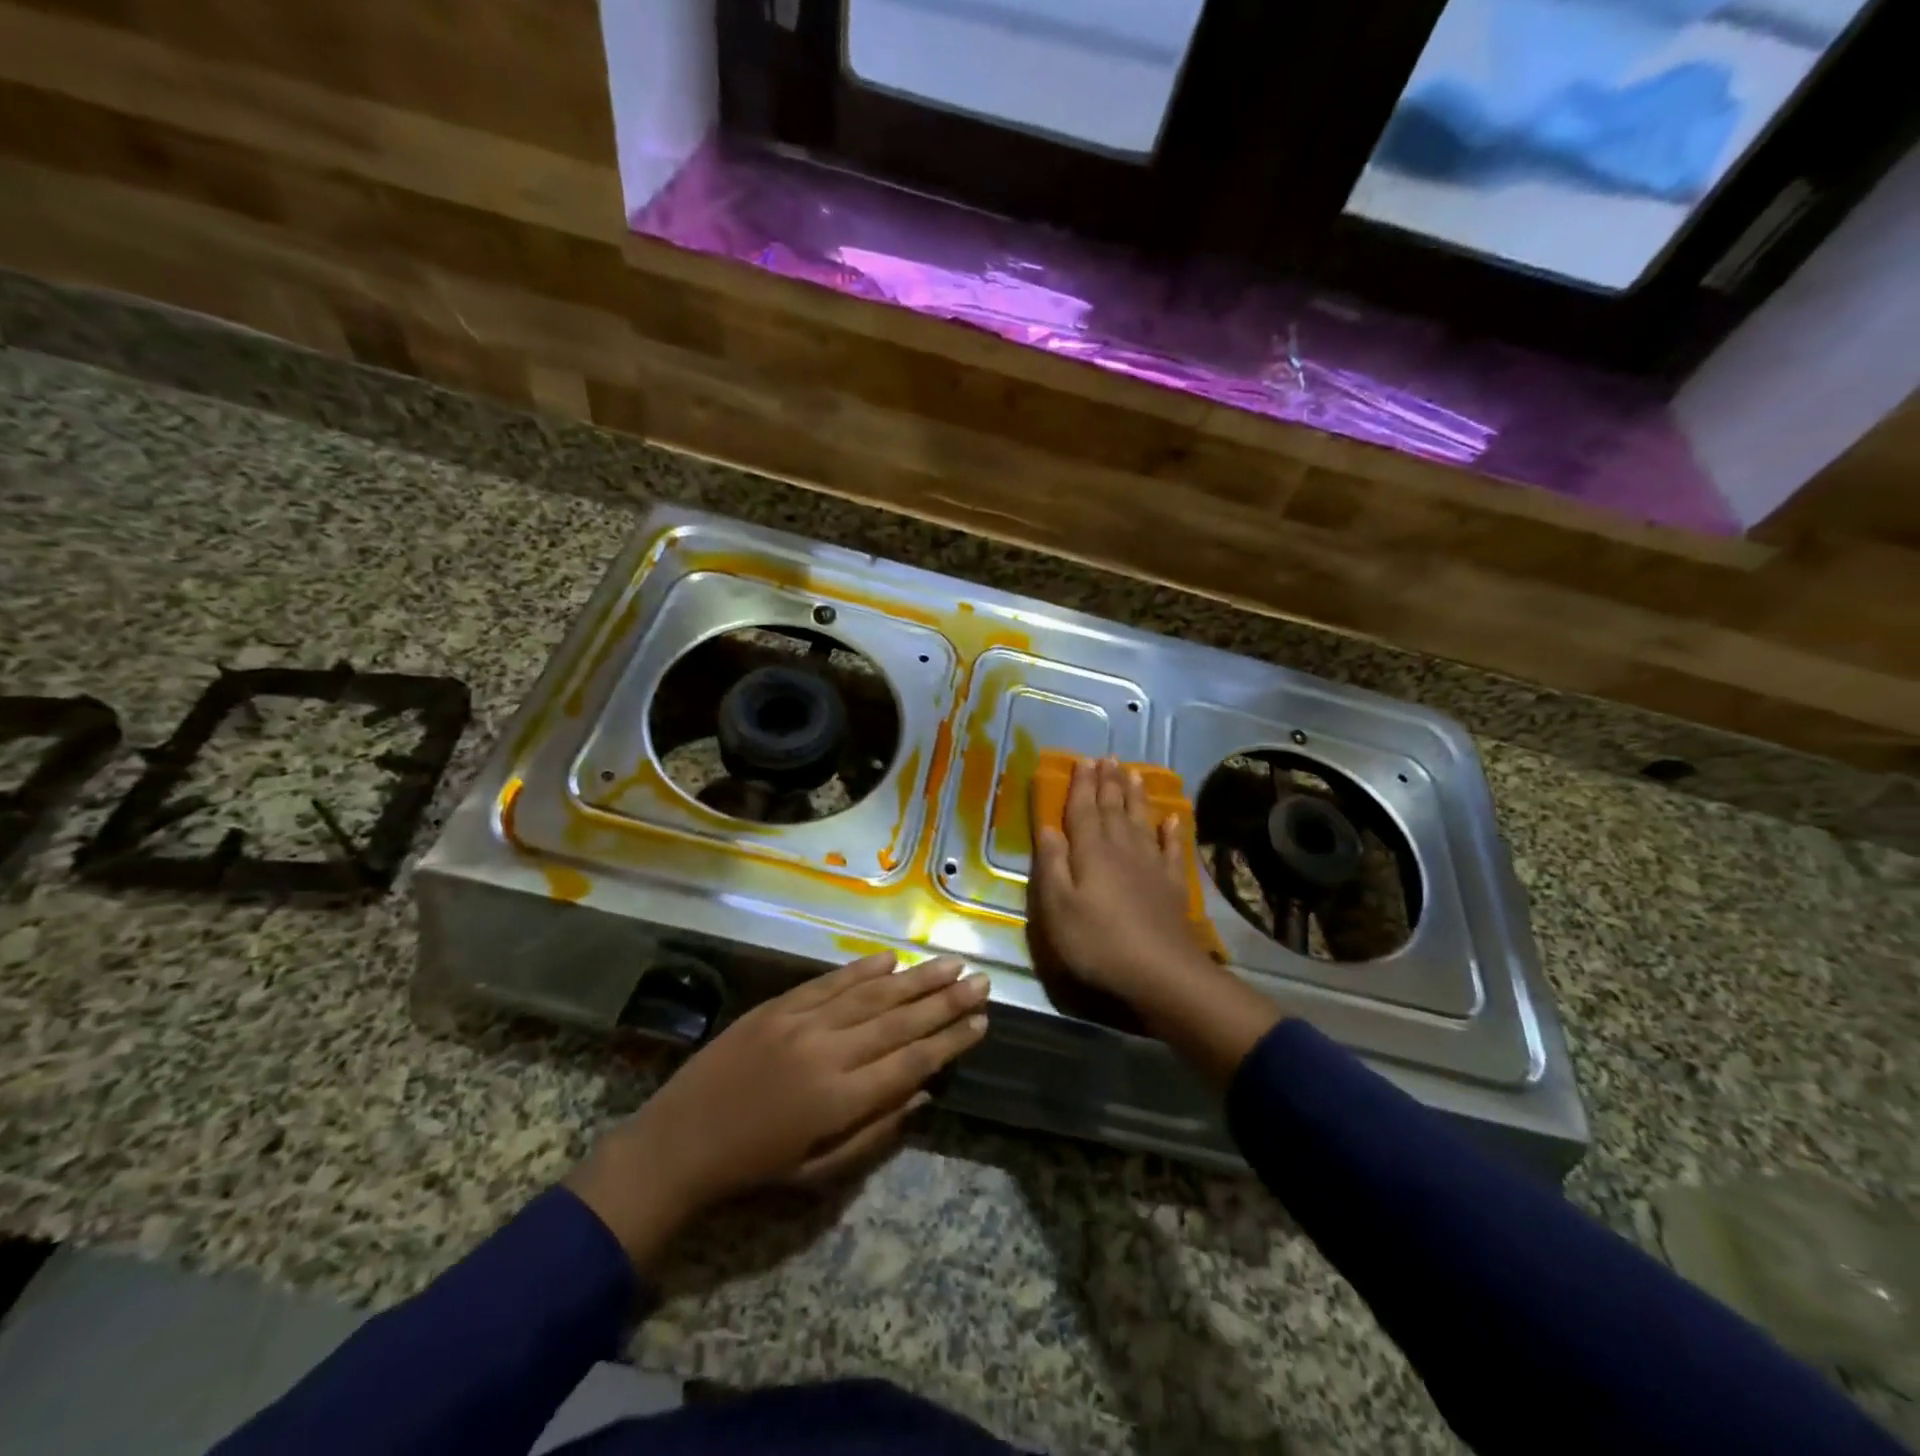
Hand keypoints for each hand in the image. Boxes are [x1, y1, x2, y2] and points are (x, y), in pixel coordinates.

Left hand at [566, 953, 987, 1271]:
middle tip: (981, 982)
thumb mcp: (820, 1173)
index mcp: (840, 1099)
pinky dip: (862, 970)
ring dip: (914, 978)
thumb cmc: (755, 1169)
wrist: (680, 1142)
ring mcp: (802, 1023)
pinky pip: (830, 982)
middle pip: (900, 1020)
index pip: (912, 1062)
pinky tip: (890, 959)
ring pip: (871, 994)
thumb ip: (876, 1132)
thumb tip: (923, 1092)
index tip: (982, 1021)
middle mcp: (828, 1052)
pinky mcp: (778, 1006)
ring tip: (949, 963)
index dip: (950, 1041)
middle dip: (945, 1001)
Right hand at [1029, 757, 1216, 1013]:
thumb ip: (1052, 864)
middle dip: (1108, 782)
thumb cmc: (1097, 941)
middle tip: (1108, 757)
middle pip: (1113, 808)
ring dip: (1136, 796)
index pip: (1083, 810)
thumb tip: (1047, 826)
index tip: (1083, 760)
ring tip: (1133, 773)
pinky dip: (1171, 832)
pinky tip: (1172, 819)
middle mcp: (1121, 849)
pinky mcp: (1172, 885)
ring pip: (1141, 821)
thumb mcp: (1058, 907)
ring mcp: (1151, 865)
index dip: (1082, 785)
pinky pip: (1170, 849)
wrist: (1160, 972)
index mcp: (1090, 852)